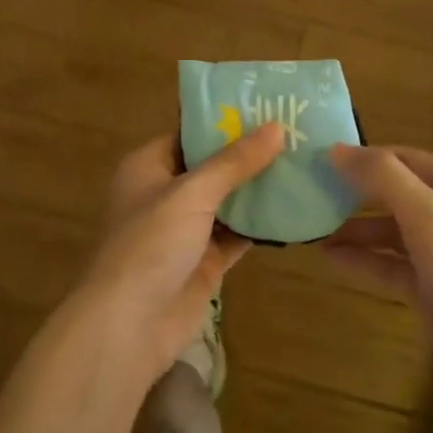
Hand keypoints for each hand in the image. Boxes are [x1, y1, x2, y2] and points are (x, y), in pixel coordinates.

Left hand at [75, 123, 285, 383]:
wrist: (128, 326)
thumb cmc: (150, 244)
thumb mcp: (192, 193)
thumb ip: (235, 162)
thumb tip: (277, 127)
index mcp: (149, 166)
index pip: (190, 132)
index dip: (225, 120)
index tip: (267, 105)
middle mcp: (166, 193)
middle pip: (213, 165)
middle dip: (249, 153)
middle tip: (297, 132)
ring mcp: (186, 230)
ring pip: (228, 200)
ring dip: (259, 188)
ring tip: (304, 162)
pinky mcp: (204, 261)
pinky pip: (237, 234)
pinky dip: (260, 224)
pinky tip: (295, 208)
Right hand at [326, 145, 432, 422]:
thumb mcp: (427, 215)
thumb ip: (382, 178)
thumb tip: (336, 150)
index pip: (398, 156)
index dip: (359, 157)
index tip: (315, 161)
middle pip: (392, 191)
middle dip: (352, 192)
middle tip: (307, 193)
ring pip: (388, 230)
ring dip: (353, 228)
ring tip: (310, 229)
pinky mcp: (432, 286)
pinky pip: (389, 264)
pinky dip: (362, 260)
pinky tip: (329, 259)